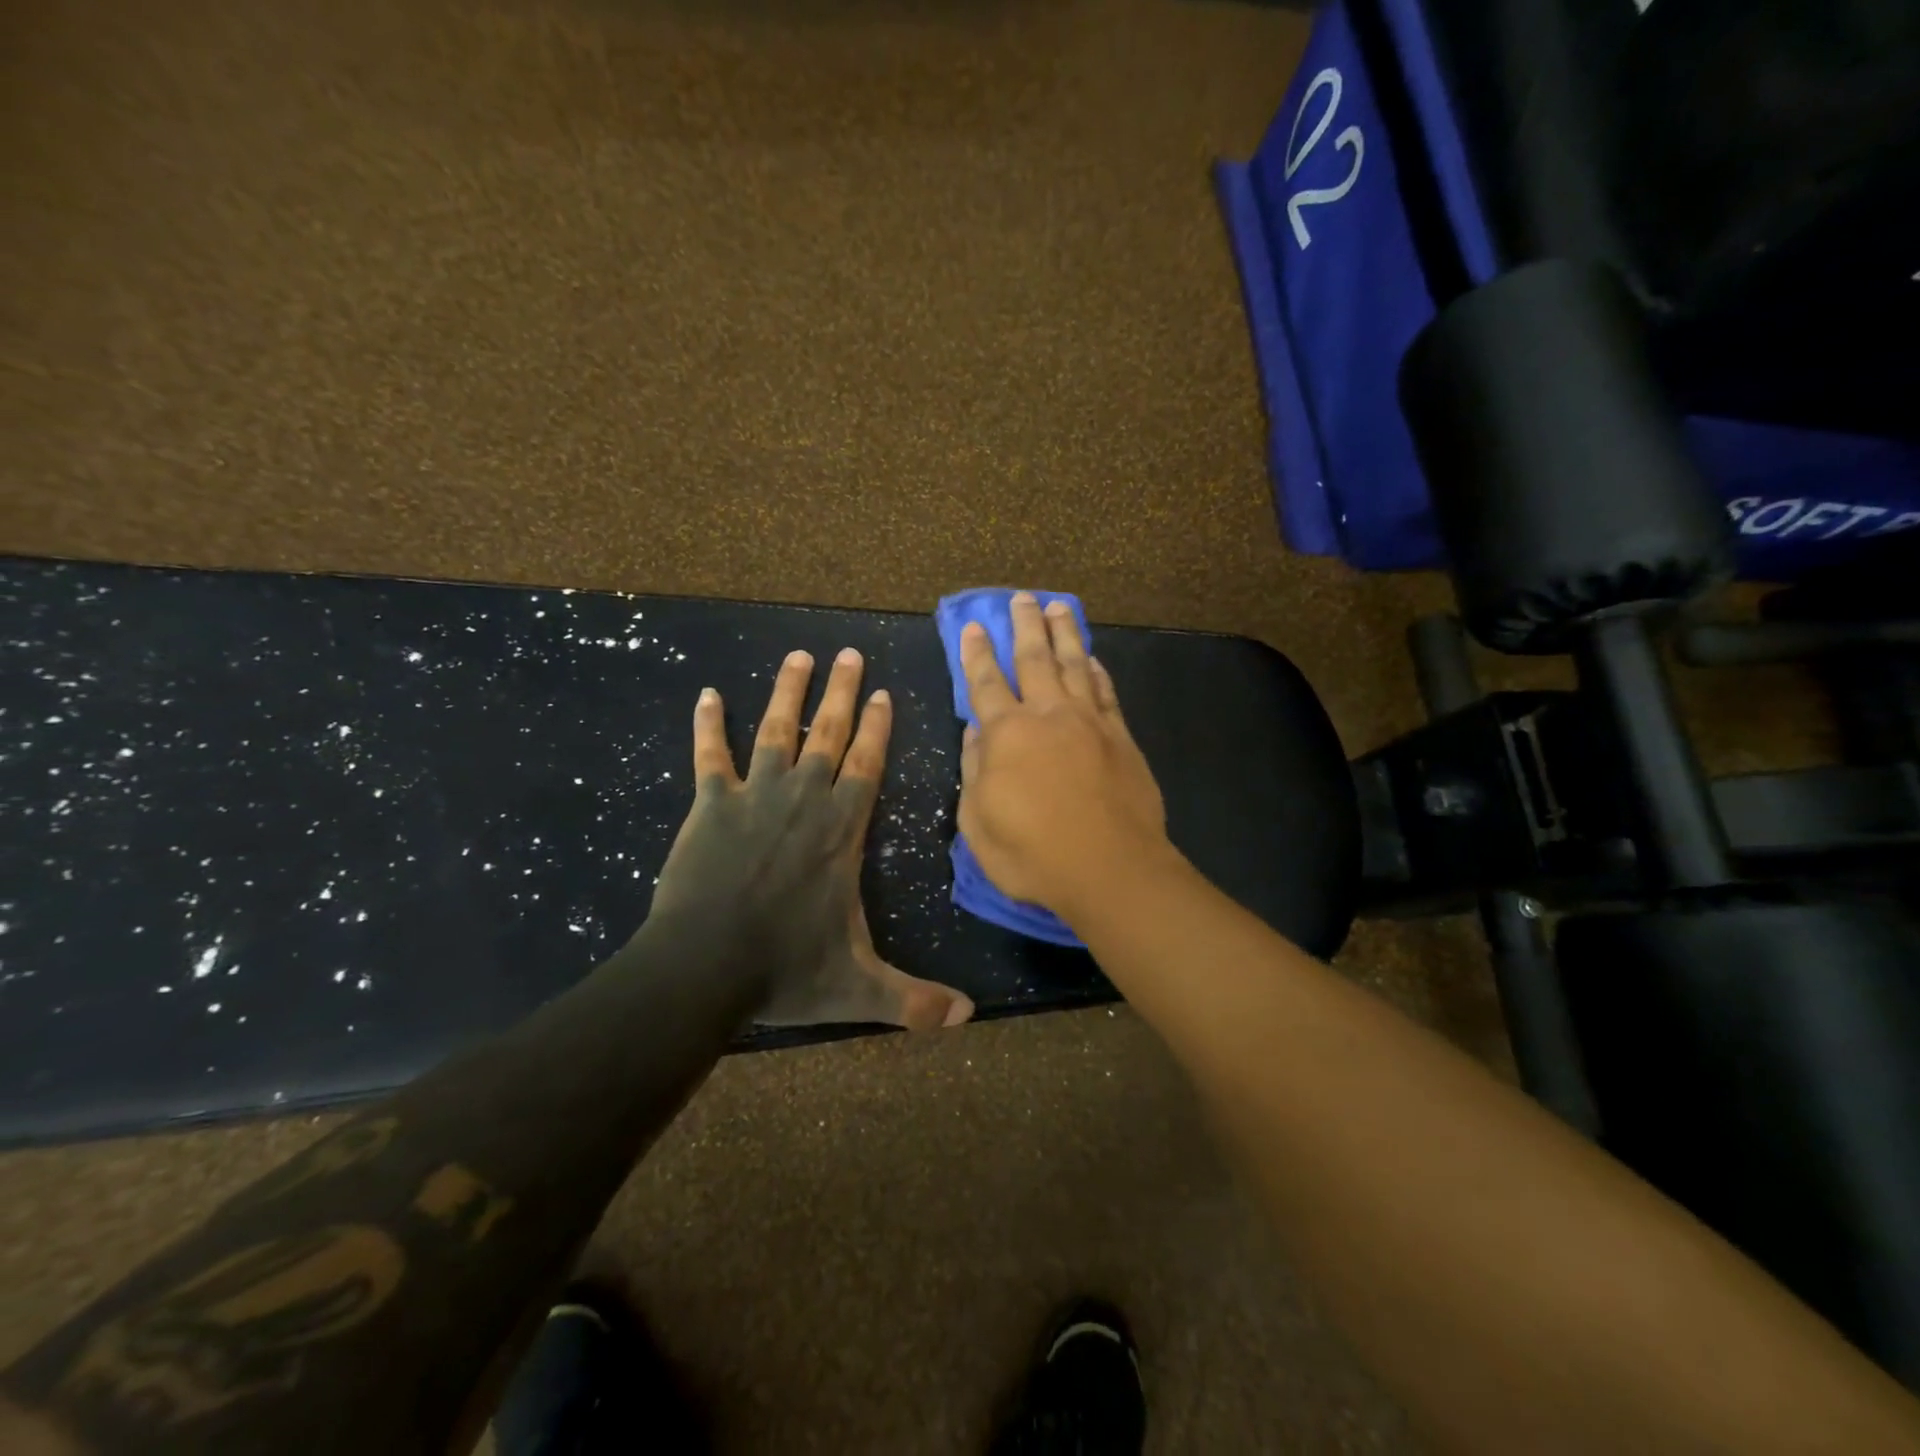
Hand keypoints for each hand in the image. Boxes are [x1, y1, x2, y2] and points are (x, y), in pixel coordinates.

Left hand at [650, 647, 973, 1030]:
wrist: (703, 968)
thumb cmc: (786, 970)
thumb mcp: (859, 988)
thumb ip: (914, 999)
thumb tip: (970, 1019)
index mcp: (842, 829)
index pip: (867, 764)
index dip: (877, 727)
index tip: (881, 691)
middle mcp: (805, 799)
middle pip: (828, 732)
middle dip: (841, 690)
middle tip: (847, 652)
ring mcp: (755, 796)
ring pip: (777, 730)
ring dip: (788, 690)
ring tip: (797, 655)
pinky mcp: (710, 805)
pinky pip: (710, 756)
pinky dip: (708, 725)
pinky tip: (706, 694)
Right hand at [957, 593, 1172, 922]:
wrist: (1111, 869)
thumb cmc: (1033, 853)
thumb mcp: (978, 822)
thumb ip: (974, 771)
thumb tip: (974, 734)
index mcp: (1007, 734)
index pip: (986, 683)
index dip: (977, 654)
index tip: (974, 626)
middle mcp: (1048, 715)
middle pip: (1034, 659)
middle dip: (1025, 626)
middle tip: (1022, 598)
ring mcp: (1090, 722)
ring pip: (1075, 665)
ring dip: (1064, 634)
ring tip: (1058, 607)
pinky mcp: (1121, 737)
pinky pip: (1106, 692)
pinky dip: (1097, 671)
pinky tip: (1093, 658)